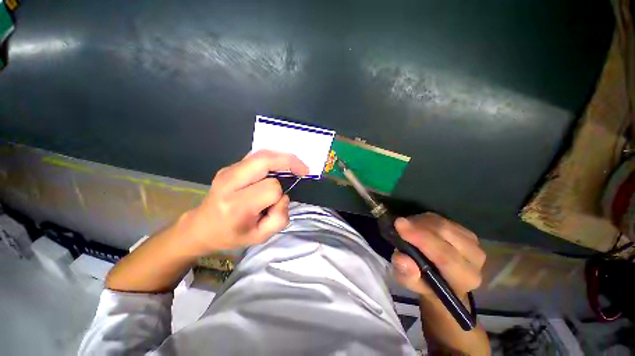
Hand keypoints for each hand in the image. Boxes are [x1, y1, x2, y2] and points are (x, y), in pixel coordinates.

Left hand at [181, 150, 308, 254]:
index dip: (281, 195)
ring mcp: (228, 171)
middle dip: (289, 162)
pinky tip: (279, 166)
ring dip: (283, 158)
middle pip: (265, 160)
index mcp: (236, 205)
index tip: (279, 203)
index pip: (271, 189)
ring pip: (262, 154)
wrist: (201, 227)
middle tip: (304, 169)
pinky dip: (273, 158)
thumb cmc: (231, 235)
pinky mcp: (229, 167)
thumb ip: (279, 218)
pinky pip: (257, 156)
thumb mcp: (260, 237)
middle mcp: (229, 182)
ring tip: (295, 166)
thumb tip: (284, 195)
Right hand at [391, 213, 485, 299]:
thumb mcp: (410, 284)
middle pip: (445, 234)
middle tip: (399, 223)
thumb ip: (406, 275)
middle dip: (419, 226)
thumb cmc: (425, 283)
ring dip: (420, 222)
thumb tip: (402, 258)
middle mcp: (475, 260)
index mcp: (463, 279)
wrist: (442, 280)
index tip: (399, 225)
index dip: (421, 238)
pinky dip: (425, 219)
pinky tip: (416, 225)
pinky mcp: (466, 232)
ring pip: (443, 224)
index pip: (445, 256)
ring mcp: (473, 243)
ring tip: (406, 227)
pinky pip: (442, 219)